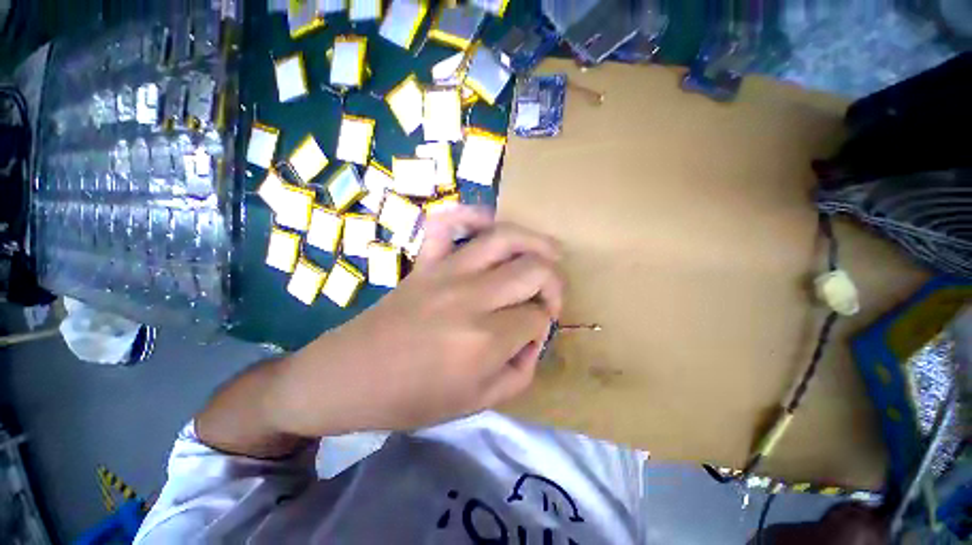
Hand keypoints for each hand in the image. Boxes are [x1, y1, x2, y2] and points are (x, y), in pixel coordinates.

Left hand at [269, 206, 563, 435]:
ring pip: (503, 238)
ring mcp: (446, 272)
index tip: (532, 335)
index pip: (536, 318)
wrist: (348, 378)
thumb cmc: (411, 399)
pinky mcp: (425, 263)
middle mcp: (471, 298)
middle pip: (533, 270)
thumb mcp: (477, 403)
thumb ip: (520, 371)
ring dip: (534, 241)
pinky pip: (446, 224)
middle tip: (549, 297)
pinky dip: (470, 215)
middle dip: (553, 282)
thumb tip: (534, 338)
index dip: (543, 326)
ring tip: (549, 251)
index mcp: (485, 339)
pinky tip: (488, 223)